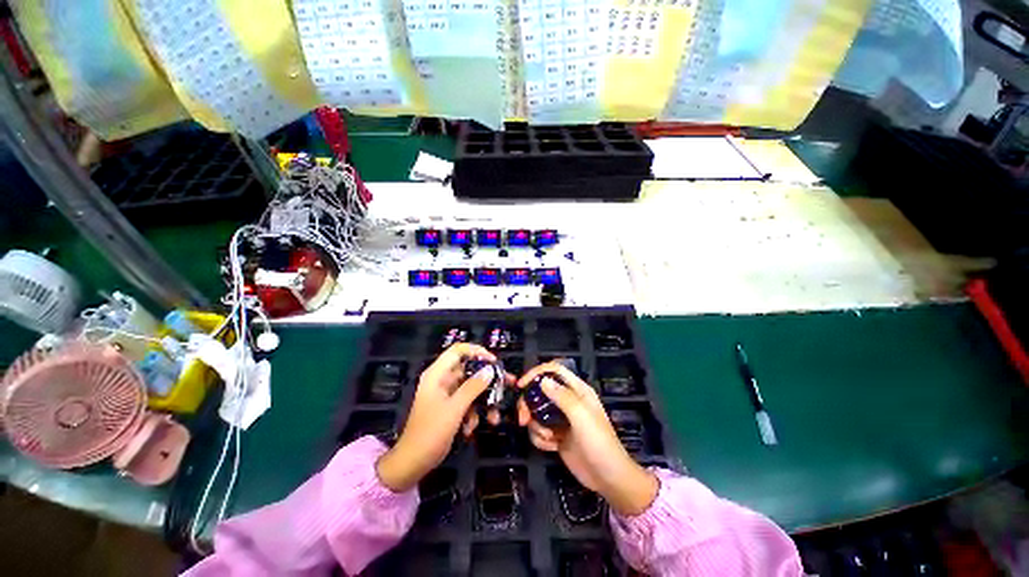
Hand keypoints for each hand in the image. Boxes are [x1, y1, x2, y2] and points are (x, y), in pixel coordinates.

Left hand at [376, 343, 509, 491]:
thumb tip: (490, 370)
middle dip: (487, 380)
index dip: (477, 351)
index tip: (494, 362)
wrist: (412, 463)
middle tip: (505, 385)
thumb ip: (473, 387)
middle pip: (468, 369)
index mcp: (437, 374)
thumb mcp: (454, 409)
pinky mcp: (449, 406)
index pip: (458, 350)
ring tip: (493, 417)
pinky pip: (467, 401)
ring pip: (470, 387)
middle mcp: (441, 379)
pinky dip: (472, 412)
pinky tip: (471, 428)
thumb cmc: (430, 433)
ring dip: (482, 401)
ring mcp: (445, 393)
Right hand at [516, 362, 658, 515]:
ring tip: (548, 438)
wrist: (608, 479)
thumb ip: (562, 396)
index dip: (536, 373)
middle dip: (529, 404)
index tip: (521, 385)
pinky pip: (539, 430)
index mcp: (577, 390)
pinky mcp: (556, 435)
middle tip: (523, 419)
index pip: (554, 370)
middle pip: (540, 391)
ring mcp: (561, 419)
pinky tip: (551, 447)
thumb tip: (543, 380)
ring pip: (537, 412)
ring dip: (536, 425)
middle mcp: (568, 401)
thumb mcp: (581, 416)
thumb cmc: (599, 443)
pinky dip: (540, 439)